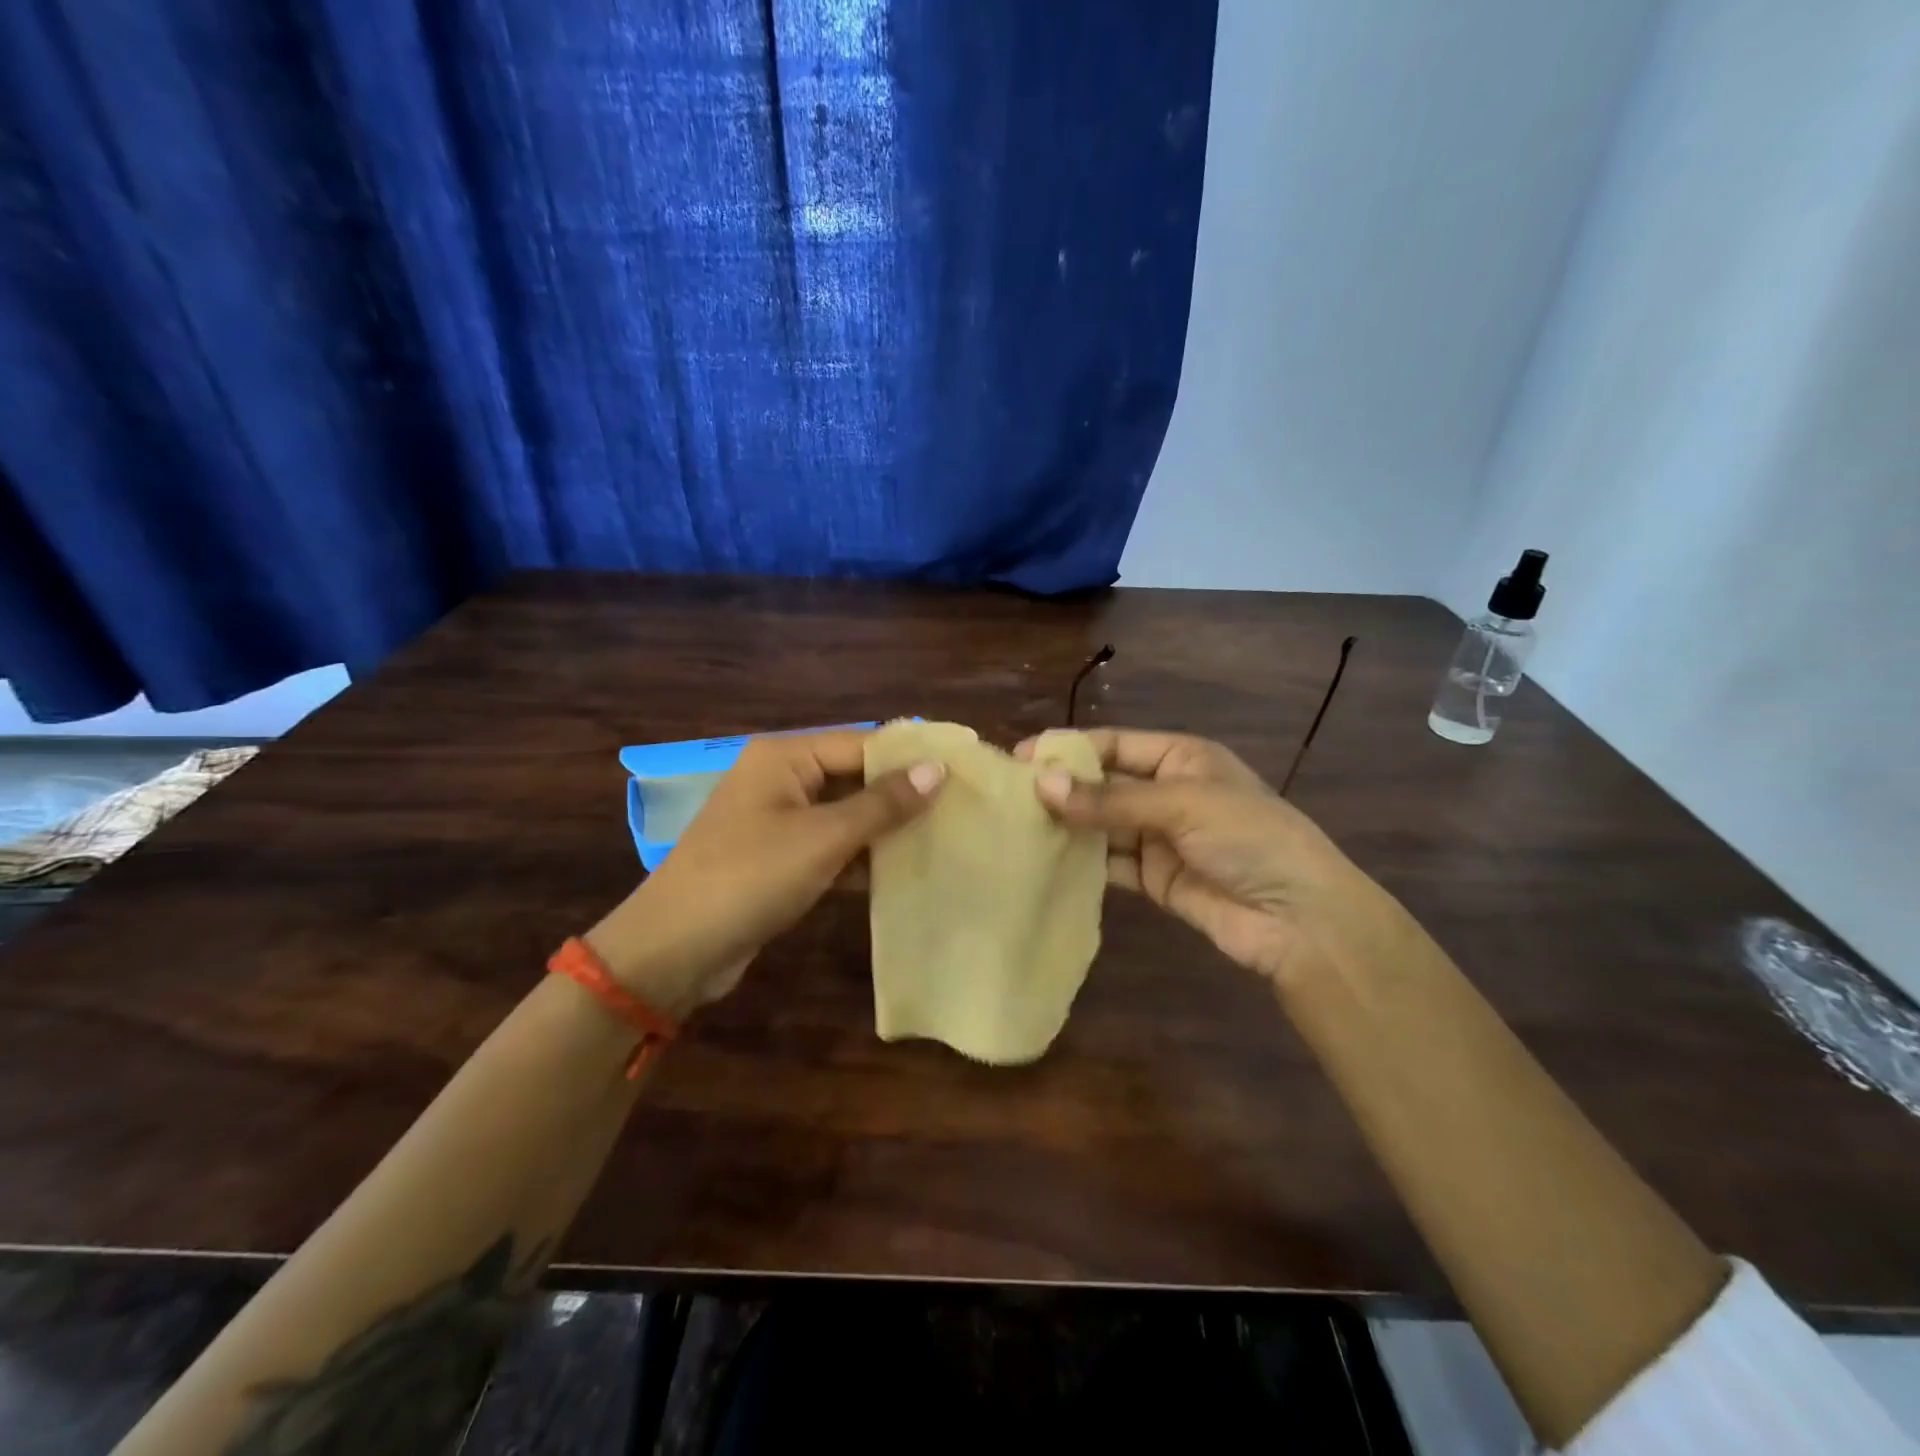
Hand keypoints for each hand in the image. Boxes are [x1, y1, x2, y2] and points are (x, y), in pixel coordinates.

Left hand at [588, 731, 943, 1015]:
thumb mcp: (823, 838)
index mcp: (784, 756)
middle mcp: (780, 779)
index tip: (962, 772)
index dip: (910, 758)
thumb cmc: (750, 878)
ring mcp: (776, 820)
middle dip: (900, 795)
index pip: (861, 744)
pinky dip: (859, 857)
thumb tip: (937, 769)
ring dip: (884, 829)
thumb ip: (882, 804)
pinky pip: (829, 846)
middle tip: (959, 808)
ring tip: (944, 837)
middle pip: (853, 776)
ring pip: (844, 814)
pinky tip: (902, 871)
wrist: (673, 950)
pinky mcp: (777, 858)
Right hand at [1019, 728, 1414, 987]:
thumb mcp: (1180, 804)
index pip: (1115, 744)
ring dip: (1068, 826)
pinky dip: (1082, 862)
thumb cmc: (1248, 837)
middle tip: (1008, 796)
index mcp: (1182, 758)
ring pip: (1103, 825)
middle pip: (1104, 784)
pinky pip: (1110, 864)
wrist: (1299, 918)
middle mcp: (1168, 792)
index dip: (1069, 748)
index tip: (1020, 757)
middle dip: (1062, 788)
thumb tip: (1041, 784)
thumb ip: (1109, 799)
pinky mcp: (1155, 879)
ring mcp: (1160, 838)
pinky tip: (1046, 861)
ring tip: (1016, 827)